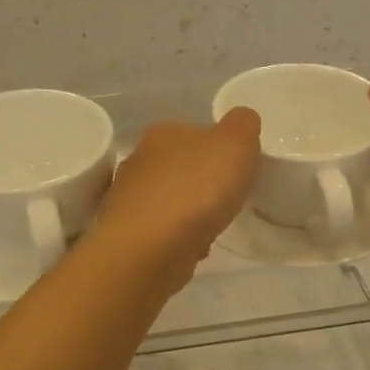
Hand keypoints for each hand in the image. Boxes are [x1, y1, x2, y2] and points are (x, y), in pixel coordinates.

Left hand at [93, 110, 261, 287]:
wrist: (149, 249)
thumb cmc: (195, 190)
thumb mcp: (235, 144)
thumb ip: (243, 126)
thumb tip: (241, 120)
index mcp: (163, 133)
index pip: (195, 132)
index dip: (219, 150)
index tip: (237, 170)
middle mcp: (139, 160)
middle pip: (180, 166)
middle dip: (202, 182)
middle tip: (228, 199)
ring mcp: (128, 198)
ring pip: (168, 199)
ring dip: (189, 212)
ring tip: (212, 226)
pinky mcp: (127, 234)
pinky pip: (160, 230)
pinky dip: (177, 238)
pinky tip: (192, 249)